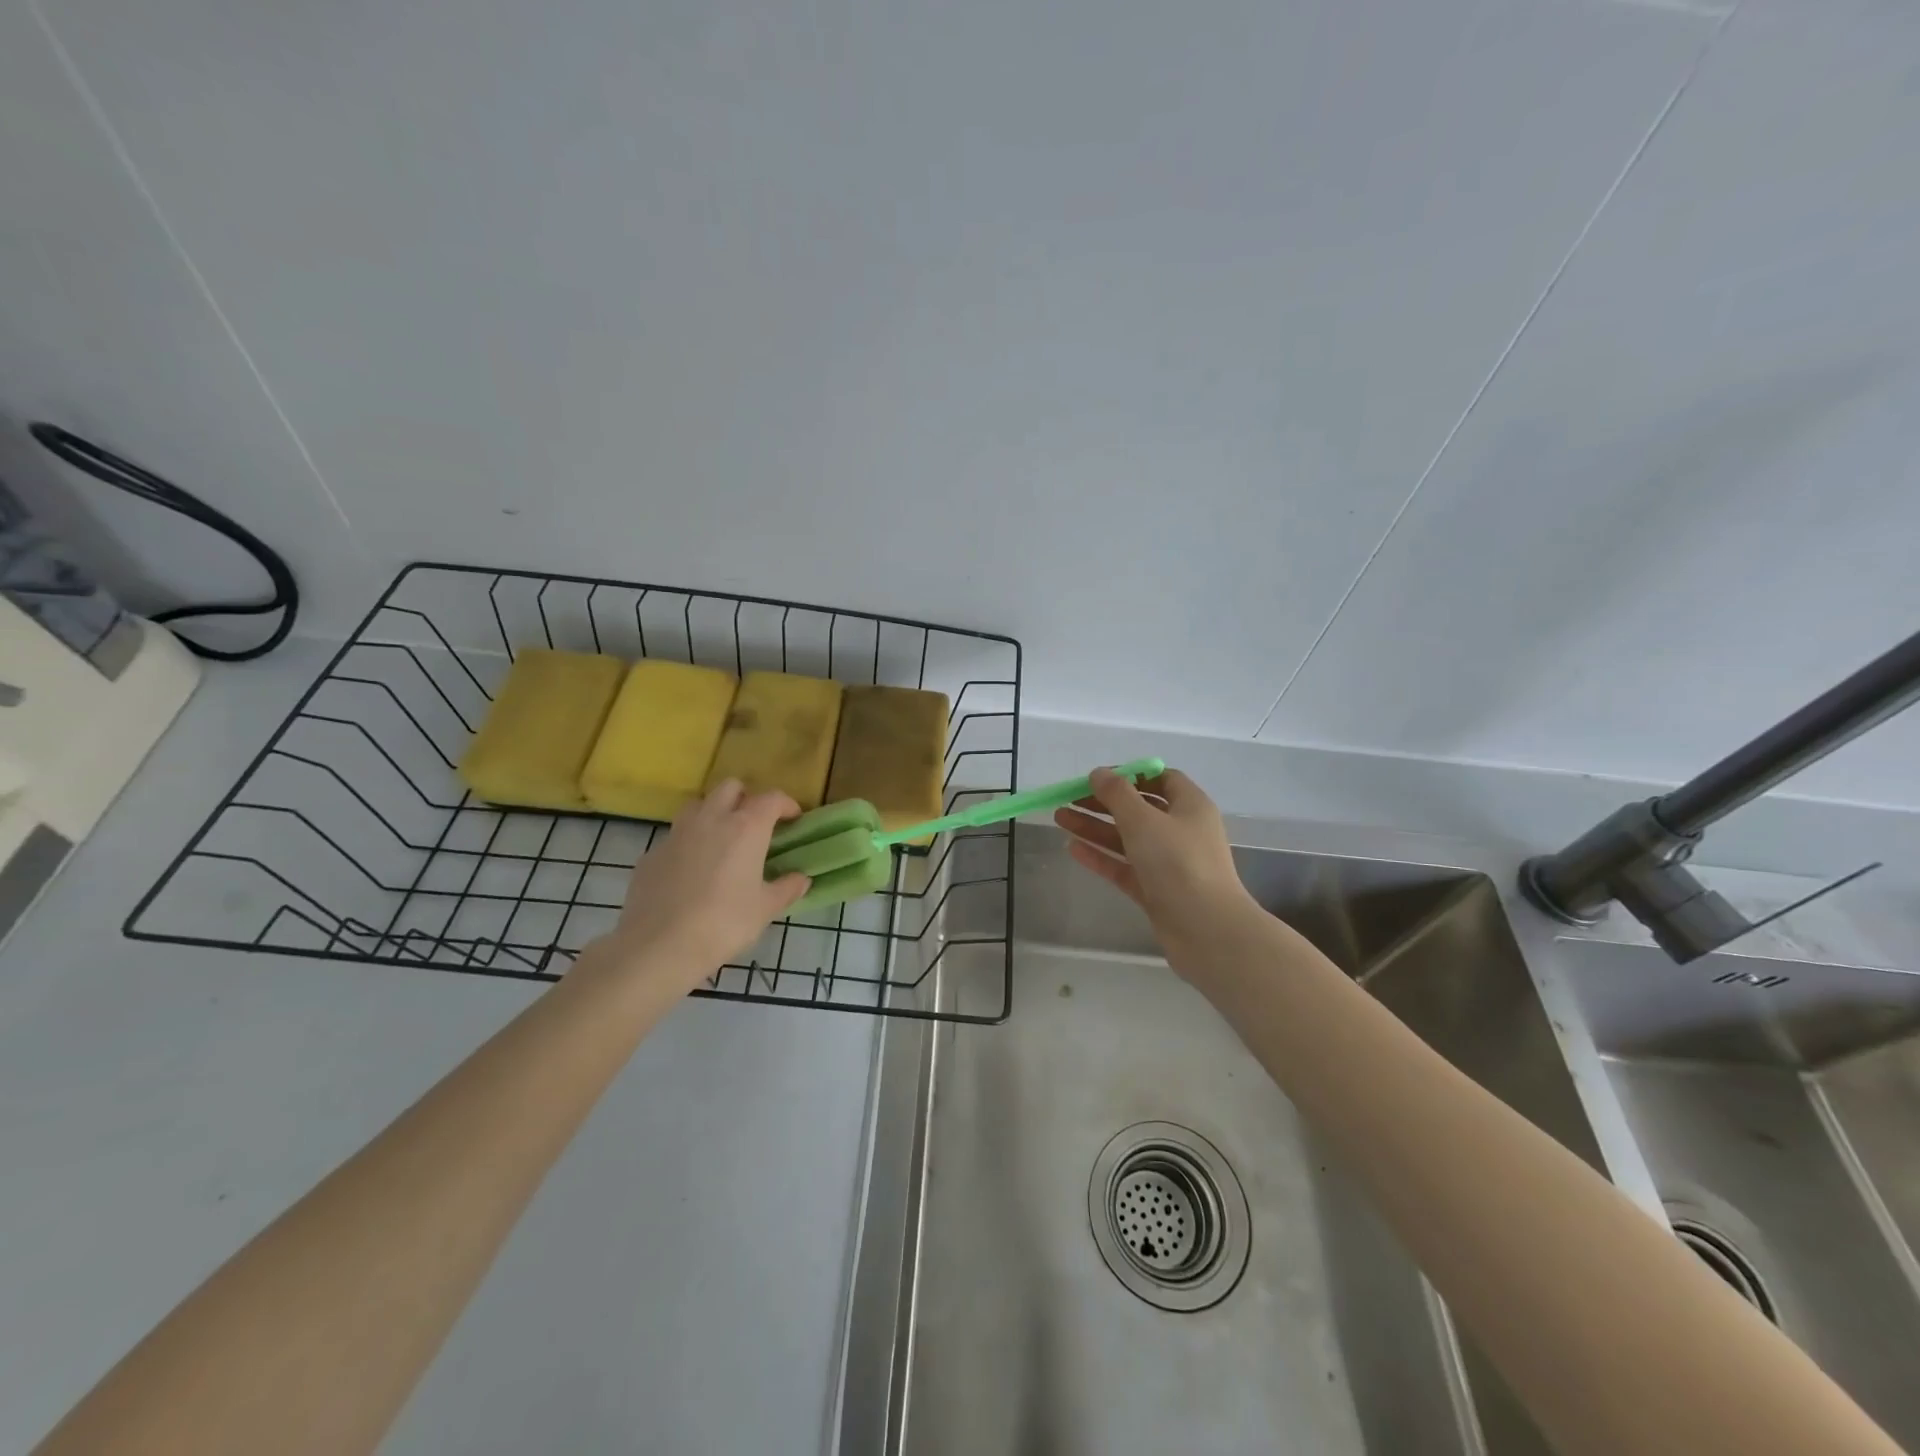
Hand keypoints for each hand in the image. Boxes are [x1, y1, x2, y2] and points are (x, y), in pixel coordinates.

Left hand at [596, 780, 808, 983]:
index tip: (793, 820)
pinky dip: (688, 843)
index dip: (786, 805)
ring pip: (698, 805)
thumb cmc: (723, 924)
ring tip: (721, 840)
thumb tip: (801, 879)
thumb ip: (786, 888)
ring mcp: (677, 834)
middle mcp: (711, 819)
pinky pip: (675, 836)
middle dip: (746, 798)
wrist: (658, 946)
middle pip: (730, 788)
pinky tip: (691, 871)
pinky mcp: (652, 853)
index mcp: (746, 828)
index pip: (771, 798)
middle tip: (755, 824)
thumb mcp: (765, 909)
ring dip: (713, 813)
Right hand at [1052, 767, 1260, 965]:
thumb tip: (1098, 773)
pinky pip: (1124, 867)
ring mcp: (1169, 863)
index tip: (1098, 777)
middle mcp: (1182, 831)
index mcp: (1190, 806)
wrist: (1206, 929)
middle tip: (1068, 799)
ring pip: (1127, 838)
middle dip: (1103, 802)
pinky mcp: (1156, 891)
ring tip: (1059, 818)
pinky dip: (1101, 856)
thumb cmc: (1178, 863)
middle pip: (1139, 809)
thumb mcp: (1143, 820)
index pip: (1161, 779)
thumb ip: (1117, 794)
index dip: (1130, 775)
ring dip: (1095, 827)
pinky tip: (1073, 849)